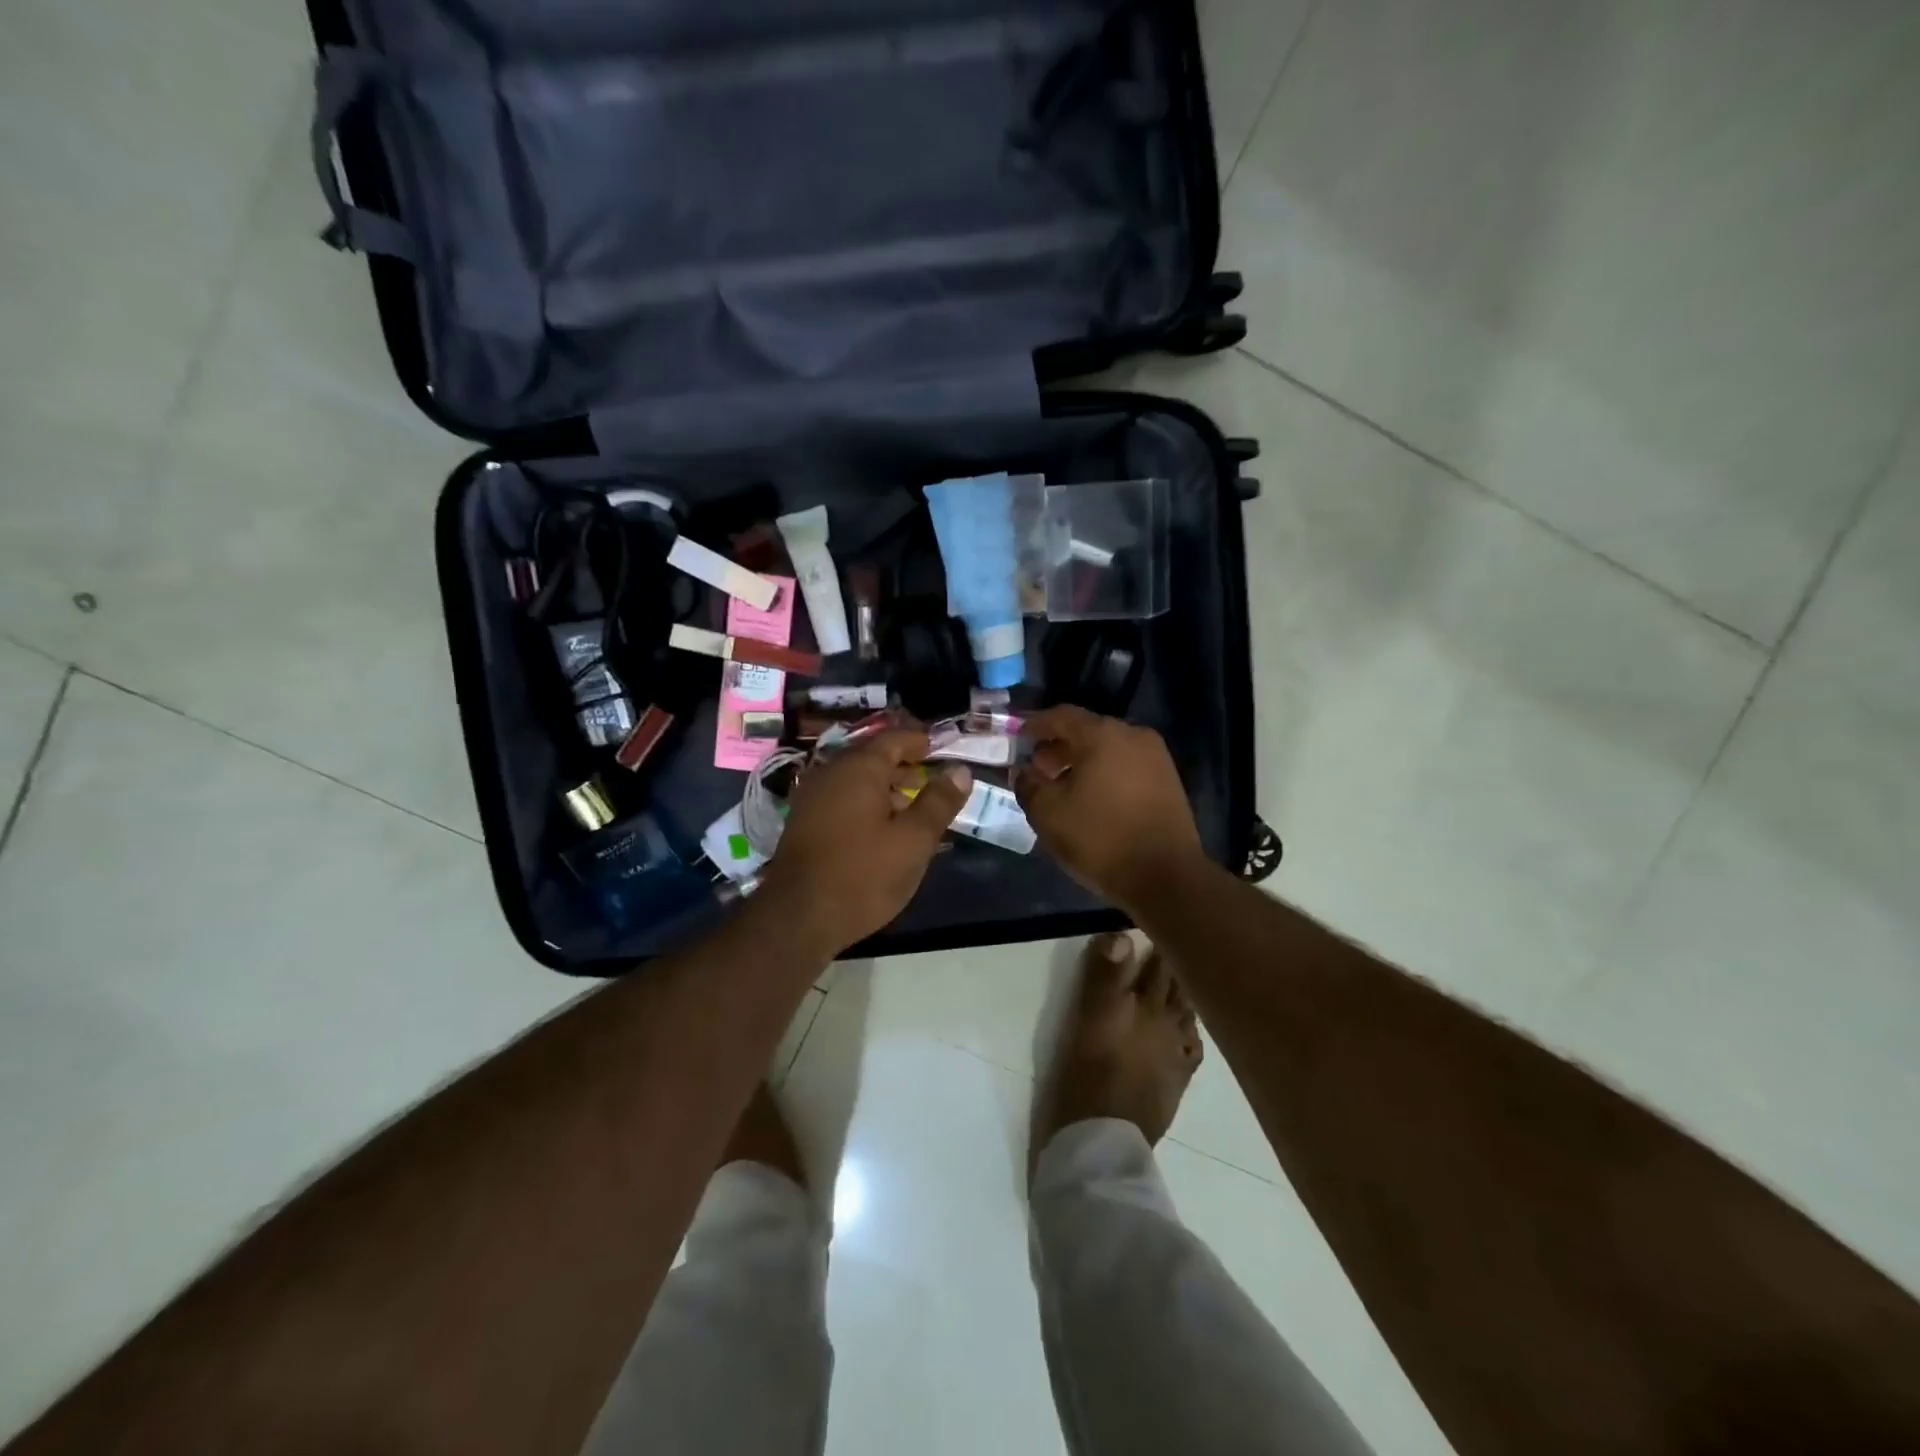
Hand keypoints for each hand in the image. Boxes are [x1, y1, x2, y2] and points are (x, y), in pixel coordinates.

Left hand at [759, 725, 971, 954]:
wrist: (797, 919)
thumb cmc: (863, 874)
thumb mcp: (913, 840)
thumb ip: (939, 803)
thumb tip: (960, 771)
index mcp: (858, 769)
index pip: (893, 739)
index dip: (919, 741)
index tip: (941, 748)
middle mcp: (830, 774)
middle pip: (873, 758)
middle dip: (904, 766)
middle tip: (933, 781)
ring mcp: (812, 798)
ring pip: (856, 781)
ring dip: (886, 789)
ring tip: (913, 810)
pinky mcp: (804, 824)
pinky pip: (842, 800)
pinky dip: (866, 805)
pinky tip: (882, 830)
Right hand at [1014, 706, 1204, 913]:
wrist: (1166, 877)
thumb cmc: (1101, 838)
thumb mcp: (1048, 814)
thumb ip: (1029, 785)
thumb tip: (1026, 773)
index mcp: (1102, 734)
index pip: (1061, 715)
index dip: (1035, 726)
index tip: (1018, 738)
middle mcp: (1133, 735)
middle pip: (1087, 731)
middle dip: (1059, 747)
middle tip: (1038, 769)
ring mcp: (1156, 758)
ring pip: (1109, 750)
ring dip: (1082, 762)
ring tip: (1062, 788)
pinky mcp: (1169, 782)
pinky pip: (1126, 766)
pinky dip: (1105, 774)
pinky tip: (1091, 800)